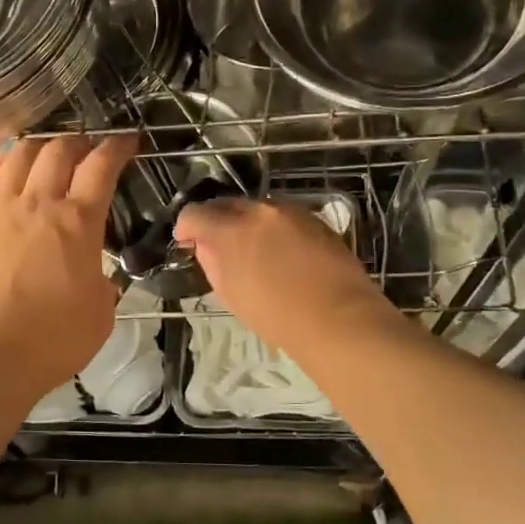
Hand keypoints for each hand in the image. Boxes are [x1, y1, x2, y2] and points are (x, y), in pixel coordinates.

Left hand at [0, 133, 138, 401]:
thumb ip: (102, 284)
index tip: (127, 141)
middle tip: (89, 149)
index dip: (117, 147)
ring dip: (41, 145)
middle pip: (59, 150)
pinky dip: (6, 161)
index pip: (102, 167)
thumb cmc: (48, 343)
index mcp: (78, 223)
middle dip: (80, 142)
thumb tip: (95, 275)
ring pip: (20, 154)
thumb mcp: (100, 316)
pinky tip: (11, 165)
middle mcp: (38, 204)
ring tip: (50, 151)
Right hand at [174, 196, 394, 353]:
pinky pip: (284, 217)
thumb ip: (213, 263)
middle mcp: (261, 210)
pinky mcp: (316, 220)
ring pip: (258, 209)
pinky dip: (273, 228)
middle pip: (228, 205)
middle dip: (217, 221)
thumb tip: (207, 247)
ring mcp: (292, 212)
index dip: (186, 227)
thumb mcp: (231, 294)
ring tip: (250, 249)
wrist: (339, 318)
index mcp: (233, 229)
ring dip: (247, 223)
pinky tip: (280, 252)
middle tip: (215, 244)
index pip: (196, 214)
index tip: (185, 241)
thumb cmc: (277, 316)